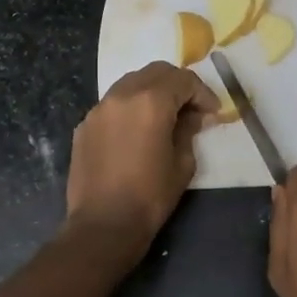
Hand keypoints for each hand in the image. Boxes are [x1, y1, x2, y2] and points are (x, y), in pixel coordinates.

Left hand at [66, 62, 218, 252]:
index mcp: (150, 102)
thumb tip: (191, 116)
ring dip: (151, 92)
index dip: (202, 93)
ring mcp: (98, 109)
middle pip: (155, 72)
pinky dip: (129, 108)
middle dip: (177, 85)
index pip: (183, 80)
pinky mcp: (84, 126)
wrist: (103, 224)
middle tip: (190, 109)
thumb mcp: (182, 164)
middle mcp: (121, 95)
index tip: (212, 112)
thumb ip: (188, 131)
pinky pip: (112, 105)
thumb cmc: (150, 196)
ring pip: (130, 83)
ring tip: (163, 117)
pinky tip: (136, 132)